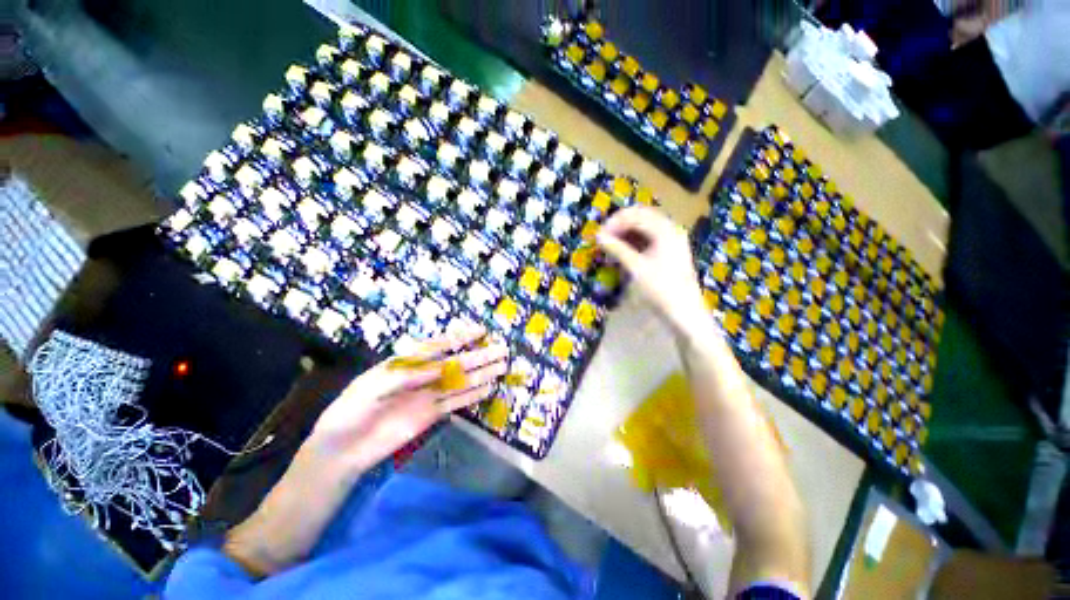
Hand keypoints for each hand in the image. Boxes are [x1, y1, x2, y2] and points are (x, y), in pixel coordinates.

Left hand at [309, 324, 508, 475]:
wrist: (341, 450)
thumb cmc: (350, 411)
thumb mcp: (372, 387)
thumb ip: (406, 375)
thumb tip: (437, 367)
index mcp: (407, 363)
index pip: (438, 346)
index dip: (460, 337)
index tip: (481, 331)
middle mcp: (423, 376)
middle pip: (456, 363)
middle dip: (479, 356)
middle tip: (502, 350)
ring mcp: (429, 396)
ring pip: (461, 382)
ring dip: (481, 374)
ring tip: (502, 367)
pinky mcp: (431, 416)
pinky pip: (456, 403)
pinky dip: (472, 396)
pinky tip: (487, 389)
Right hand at [596, 207, 706, 333]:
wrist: (684, 312)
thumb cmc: (661, 289)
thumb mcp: (636, 267)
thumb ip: (617, 249)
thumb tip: (598, 236)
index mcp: (665, 230)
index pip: (636, 215)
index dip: (615, 222)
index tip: (599, 235)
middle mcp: (670, 230)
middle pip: (641, 218)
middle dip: (620, 226)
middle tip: (603, 239)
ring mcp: (671, 241)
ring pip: (644, 229)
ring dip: (625, 234)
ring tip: (610, 247)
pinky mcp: (668, 252)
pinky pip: (648, 240)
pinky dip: (633, 243)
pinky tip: (622, 253)